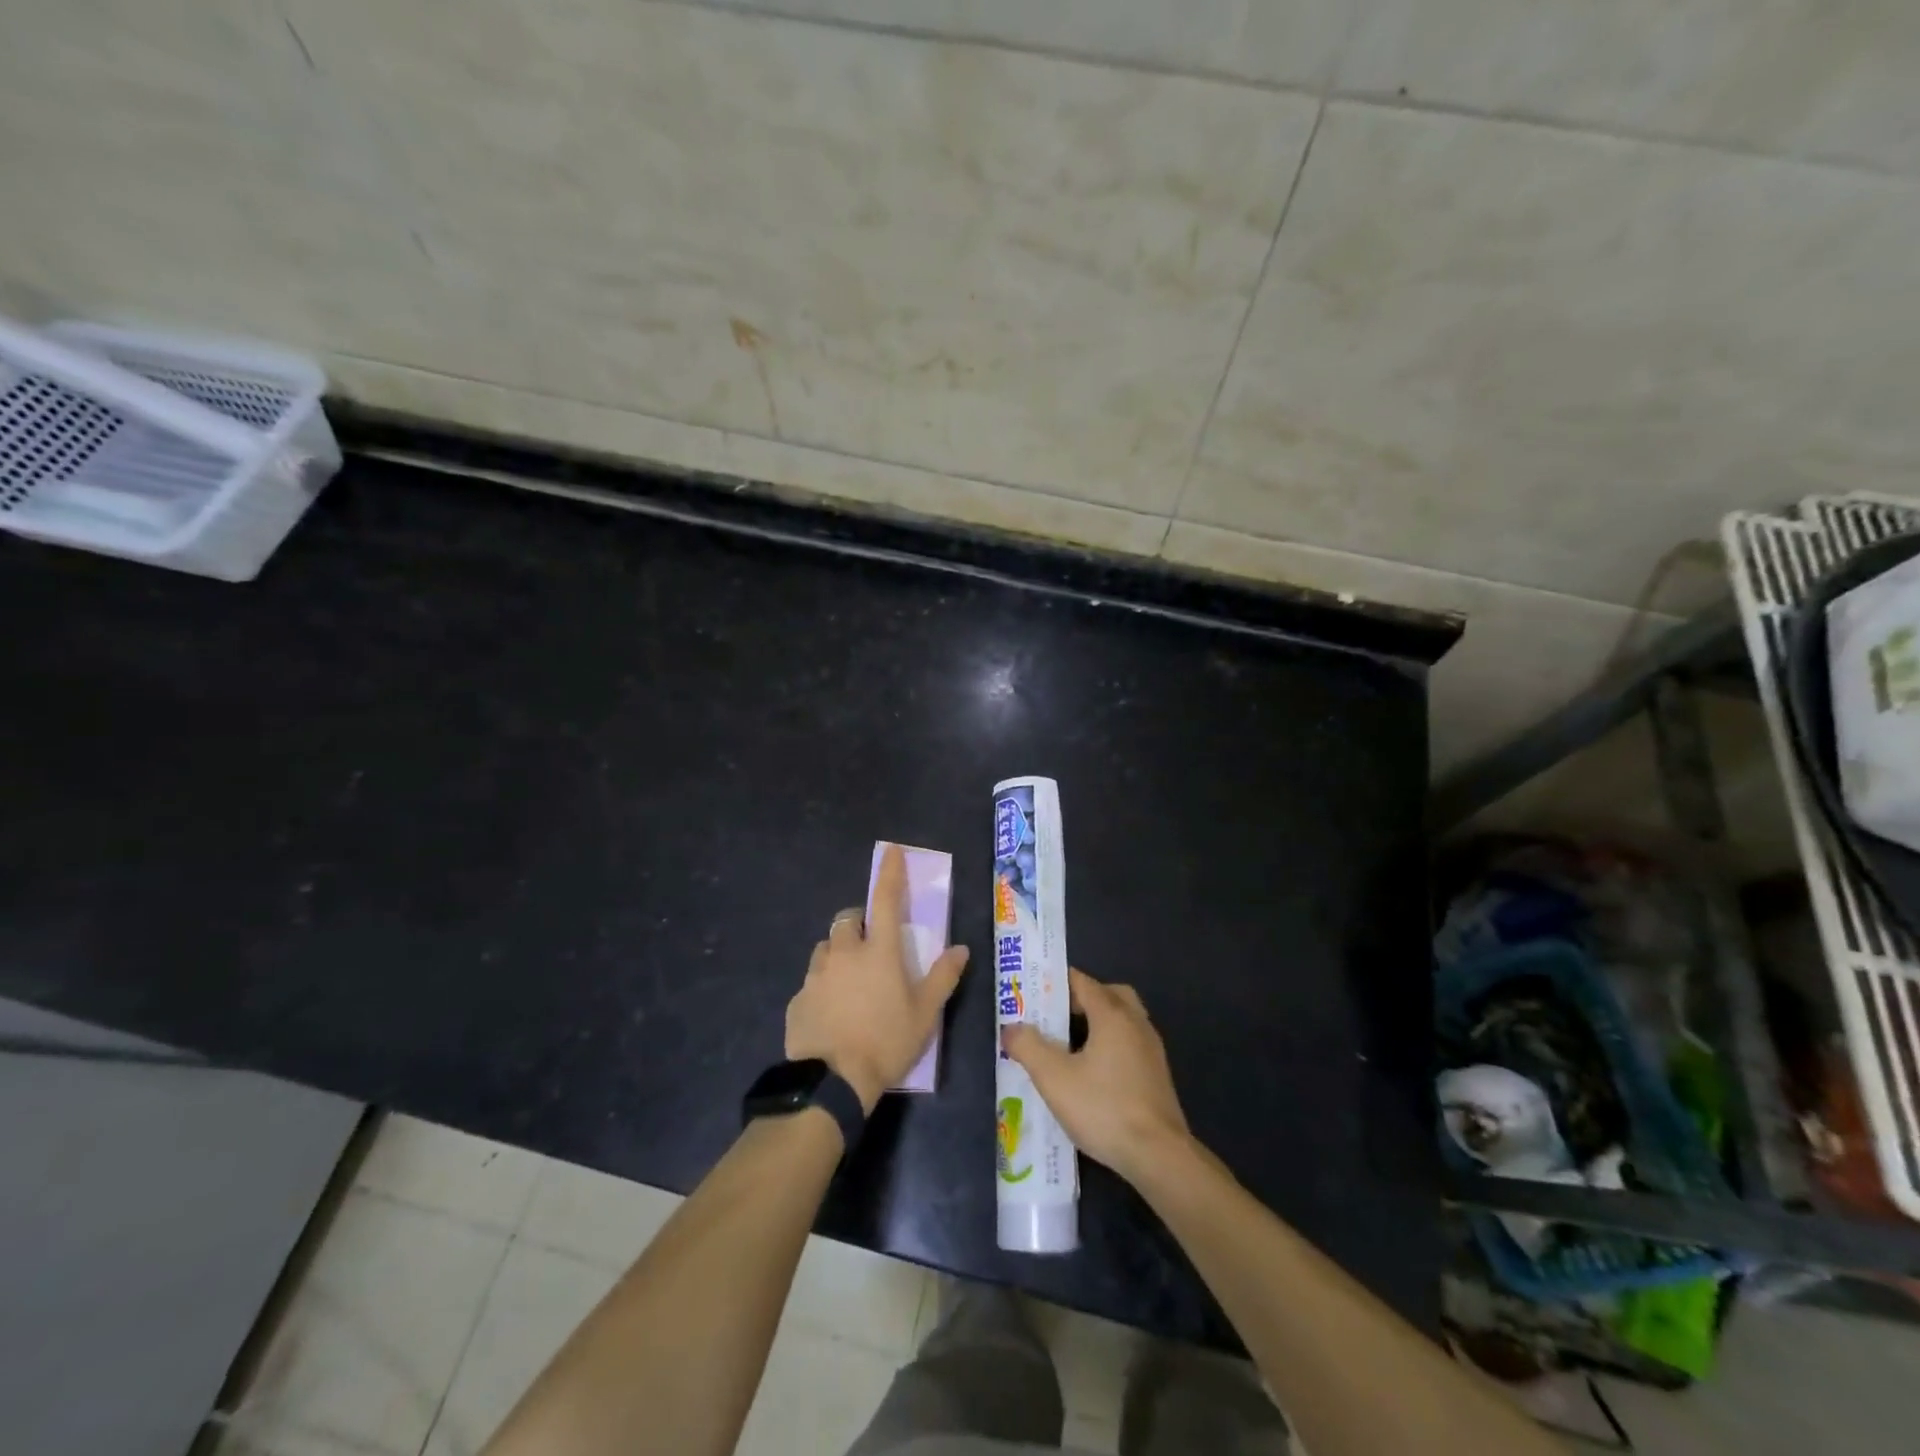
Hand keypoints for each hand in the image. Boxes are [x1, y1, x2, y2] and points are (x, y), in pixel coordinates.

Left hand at [786, 844, 969, 1110]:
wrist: (832, 1083)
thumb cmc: (887, 1042)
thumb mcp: (925, 1014)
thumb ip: (943, 977)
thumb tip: (960, 949)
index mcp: (879, 952)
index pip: (886, 900)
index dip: (890, 873)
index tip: (891, 851)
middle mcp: (845, 953)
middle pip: (848, 920)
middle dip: (859, 923)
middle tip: (871, 944)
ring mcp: (816, 975)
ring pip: (826, 948)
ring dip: (839, 952)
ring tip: (851, 980)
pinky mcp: (797, 999)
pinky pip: (812, 980)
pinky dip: (824, 985)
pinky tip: (833, 1012)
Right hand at [1001, 968, 1189, 1183]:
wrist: (1159, 1156)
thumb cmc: (1104, 1108)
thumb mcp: (1054, 1078)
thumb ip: (1028, 1047)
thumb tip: (1011, 1027)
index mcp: (1113, 1014)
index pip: (1082, 982)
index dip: (1056, 983)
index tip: (1033, 993)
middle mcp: (1136, 1023)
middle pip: (1108, 994)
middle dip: (1081, 1000)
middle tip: (1055, 1018)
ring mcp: (1152, 1049)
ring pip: (1122, 1019)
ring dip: (1097, 1023)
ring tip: (1069, 1046)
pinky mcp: (1157, 1075)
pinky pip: (1130, 1043)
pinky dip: (1111, 1045)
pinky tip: (1093, 1073)